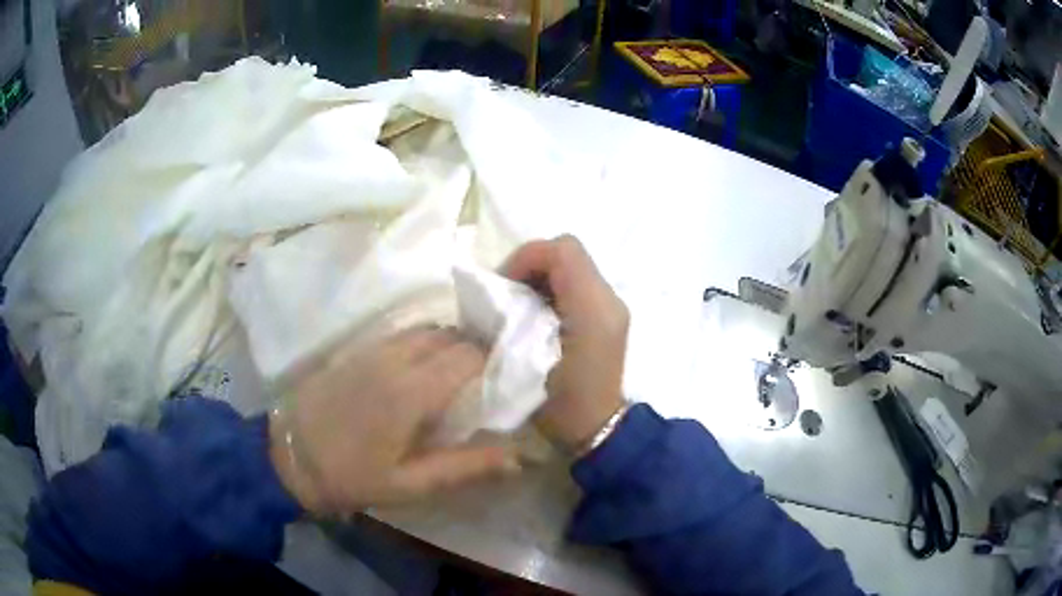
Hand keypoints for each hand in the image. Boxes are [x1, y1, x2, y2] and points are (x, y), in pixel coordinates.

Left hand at [269, 329, 516, 514]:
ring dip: (451, 345)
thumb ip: (467, 467)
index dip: (495, 362)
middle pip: (451, 335)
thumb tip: (520, 457)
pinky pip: (404, 335)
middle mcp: (395, 358)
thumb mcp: (411, 485)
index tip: (506, 382)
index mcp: (412, 390)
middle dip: (476, 351)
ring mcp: (373, 349)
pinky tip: (424, 371)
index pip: (469, 354)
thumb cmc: (352, 476)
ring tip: (460, 375)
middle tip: (488, 381)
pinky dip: (425, 344)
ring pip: (428, 330)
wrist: (289, 457)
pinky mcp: (358, 350)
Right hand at [503, 235, 628, 451]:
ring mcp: (612, 307)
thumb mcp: (528, 362)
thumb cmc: (561, 404)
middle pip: (567, 253)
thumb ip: (514, 320)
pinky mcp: (608, 317)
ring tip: (518, 307)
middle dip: (531, 266)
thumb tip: (497, 298)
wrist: (599, 430)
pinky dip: (553, 290)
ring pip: (572, 267)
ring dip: (541, 278)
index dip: (526, 258)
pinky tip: (537, 317)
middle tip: (507, 295)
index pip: (562, 250)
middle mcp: (609, 299)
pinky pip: (577, 285)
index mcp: (593, 307)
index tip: (503, 287)